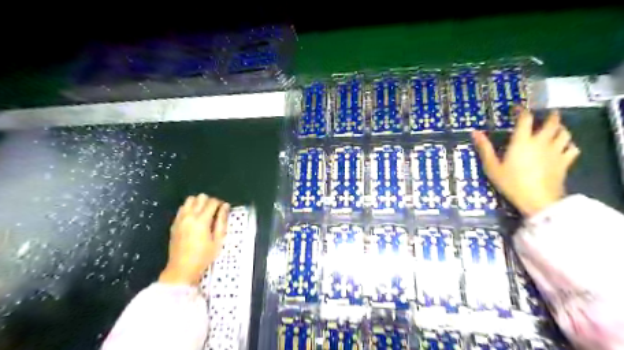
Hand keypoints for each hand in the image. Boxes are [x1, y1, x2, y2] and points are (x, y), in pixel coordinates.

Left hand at [159, 193, 229, 285]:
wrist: (181, 269)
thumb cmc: (203, 256)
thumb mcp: (218, 240)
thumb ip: (222, 221)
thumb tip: (225, 206)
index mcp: (201, 221)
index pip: (212, 202)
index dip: (220, 203)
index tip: (223, 209)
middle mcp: (189, 216)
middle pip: (200, 197)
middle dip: (209, 201)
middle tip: (214, 211)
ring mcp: (180, 219)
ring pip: (190, 200)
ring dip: (198, 203)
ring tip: (204, 213)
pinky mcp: (174, 223)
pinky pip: (182, 208)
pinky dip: (190, 208)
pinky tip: (194, 218)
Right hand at [473, 107, 579, 214]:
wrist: (538, 200)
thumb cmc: (511, 183)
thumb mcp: (492, 167)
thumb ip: (484, 148)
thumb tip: (475, 132)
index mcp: (522, 141)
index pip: (525, 119)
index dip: (521, 110)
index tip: (517, 108)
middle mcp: (541, 142)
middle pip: (552, 122)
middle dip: (550, 116)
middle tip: (546, 114)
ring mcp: (556, 152)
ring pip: (565, 133)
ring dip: (560, 128)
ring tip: (556, 129)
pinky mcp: (565, 162)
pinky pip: (572, 149)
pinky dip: (569, 145)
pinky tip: (564, 147)